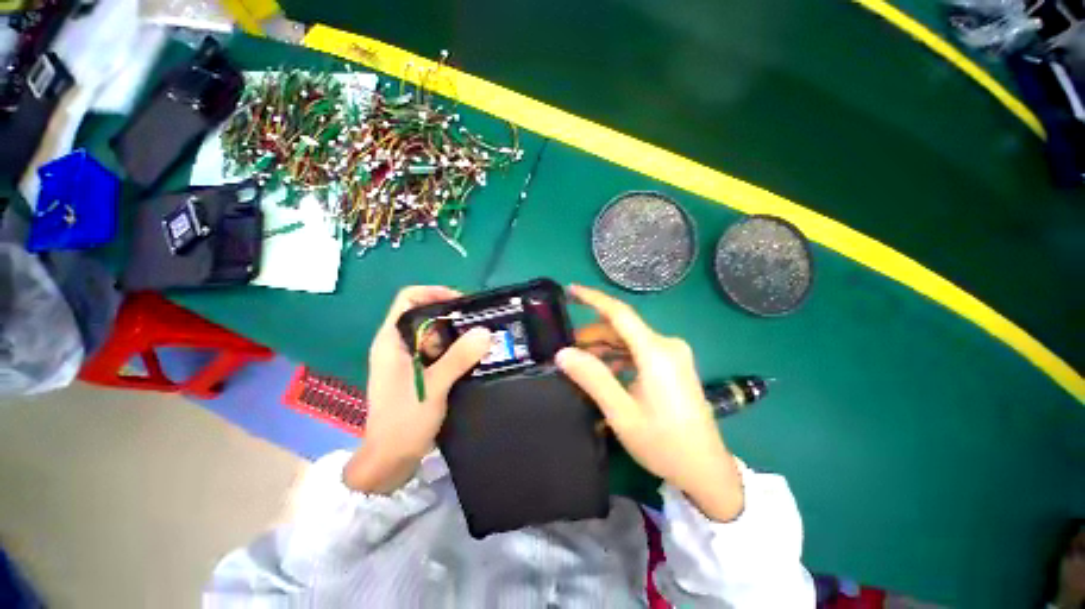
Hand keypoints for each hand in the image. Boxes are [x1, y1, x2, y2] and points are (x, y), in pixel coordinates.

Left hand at [344, 286, 491, 493]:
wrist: (390, 460)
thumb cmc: (403, 421)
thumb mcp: (433, 386)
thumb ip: (458, 358)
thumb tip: (485, 332)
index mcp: (391, 340)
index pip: (409, 299)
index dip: (434, 292)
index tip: (462, 302)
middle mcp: (398, 345)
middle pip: (426, 315)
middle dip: (453, 317)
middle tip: (480, 324)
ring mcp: (408, 360)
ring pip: (435, 335)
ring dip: (457, 336)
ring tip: (482, 340)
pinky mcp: (418, 373)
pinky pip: (439, 352)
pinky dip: (456, 351)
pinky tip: (474, 357)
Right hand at [557, 284, 743, 520]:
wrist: (706, 471)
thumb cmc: (663, 443)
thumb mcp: (621, 412)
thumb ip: (592, 378)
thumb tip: (563, 353)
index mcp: (656, 352)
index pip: (620, 313)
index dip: (593, 299)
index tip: (570, 290)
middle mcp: (667, 345)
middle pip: (622, 329)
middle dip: (593, 335)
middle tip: (567, 349)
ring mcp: (673, 355)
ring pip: (630, 341)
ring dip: (605, 348)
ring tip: (581, 362)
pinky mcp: (674, 365)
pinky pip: (640, 352)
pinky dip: (619, 357)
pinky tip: (606, 373)